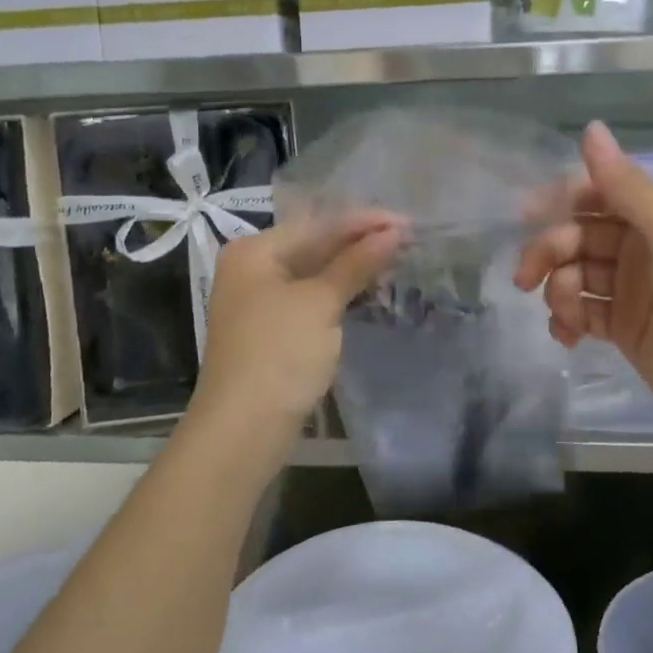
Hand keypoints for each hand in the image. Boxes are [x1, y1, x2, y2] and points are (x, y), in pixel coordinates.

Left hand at [187, 211, 402, 471]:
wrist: (243, 430)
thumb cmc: (279, 354)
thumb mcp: (319, 303)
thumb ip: (356, 263)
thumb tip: (393, 232)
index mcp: (255, 251)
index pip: (317, 225)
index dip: (363, 222)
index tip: (407, 221)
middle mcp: (253, 269)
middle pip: (315, 246)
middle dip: (360, 244)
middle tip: (408, 239)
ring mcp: (262, 302)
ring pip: (316, 274)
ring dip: (354, 269)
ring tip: (398, 260)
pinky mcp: (274, 331)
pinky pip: (313, 299)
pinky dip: (341, 294)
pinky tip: (371, 290)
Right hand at [515, 122, 652, 443]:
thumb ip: (626, 185)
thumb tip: (590, 127)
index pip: (597, 194)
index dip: (560, 200)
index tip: (524, 216)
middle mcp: (641, 248)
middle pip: (578, 236)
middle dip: (549, 252)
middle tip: (526, 278)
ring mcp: (631, 291)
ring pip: (574, 275)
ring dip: (558, 291)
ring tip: (565, 317)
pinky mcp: (624, 330)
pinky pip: (582, 313)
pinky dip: (567, 321)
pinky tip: (567, 336)